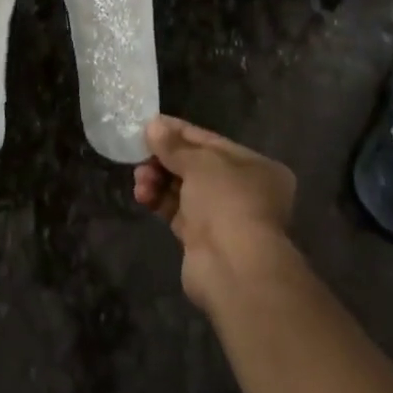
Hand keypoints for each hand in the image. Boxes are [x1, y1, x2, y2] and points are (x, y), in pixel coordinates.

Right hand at [134, 115, 295, 308]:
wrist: (233, 269)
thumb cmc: (226, 201)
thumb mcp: (200, 162)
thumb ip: (174, 145)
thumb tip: (153, 126)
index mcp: (254, 166)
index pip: (210, 141)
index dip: (178, 131)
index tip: (150, 123)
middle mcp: (242, 190)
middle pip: (195, 165)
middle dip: (165, 159)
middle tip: (139, 154)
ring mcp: (223, 217)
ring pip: (183, 189)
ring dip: (158, 179)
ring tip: (140, 179)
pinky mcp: (202, 240)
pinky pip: (176, 211)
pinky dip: (159, 200)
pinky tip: (142, 195)